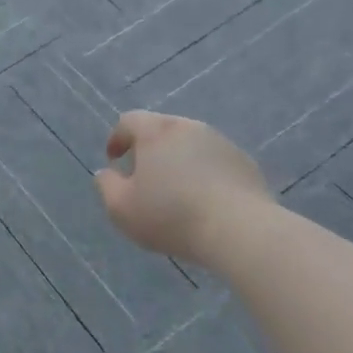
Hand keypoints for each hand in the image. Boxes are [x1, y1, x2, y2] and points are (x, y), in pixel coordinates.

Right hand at [95, 111, 272, 269]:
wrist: (240, 231)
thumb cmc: (171, 215)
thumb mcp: (121, 208)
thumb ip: (106, 185)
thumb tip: (107, 173)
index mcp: (156, 131)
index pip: (129, 121)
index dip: (117, 138)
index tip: (114, 160)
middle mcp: (188, 127)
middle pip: (162, 130)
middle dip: (149, 149)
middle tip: (144, 176)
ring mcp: (221, 143)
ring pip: (191, 145)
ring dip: (179, 161)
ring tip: (176, 191)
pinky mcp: (245, 163)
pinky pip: (215, 162)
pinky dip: (205, 174)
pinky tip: (205, 201)